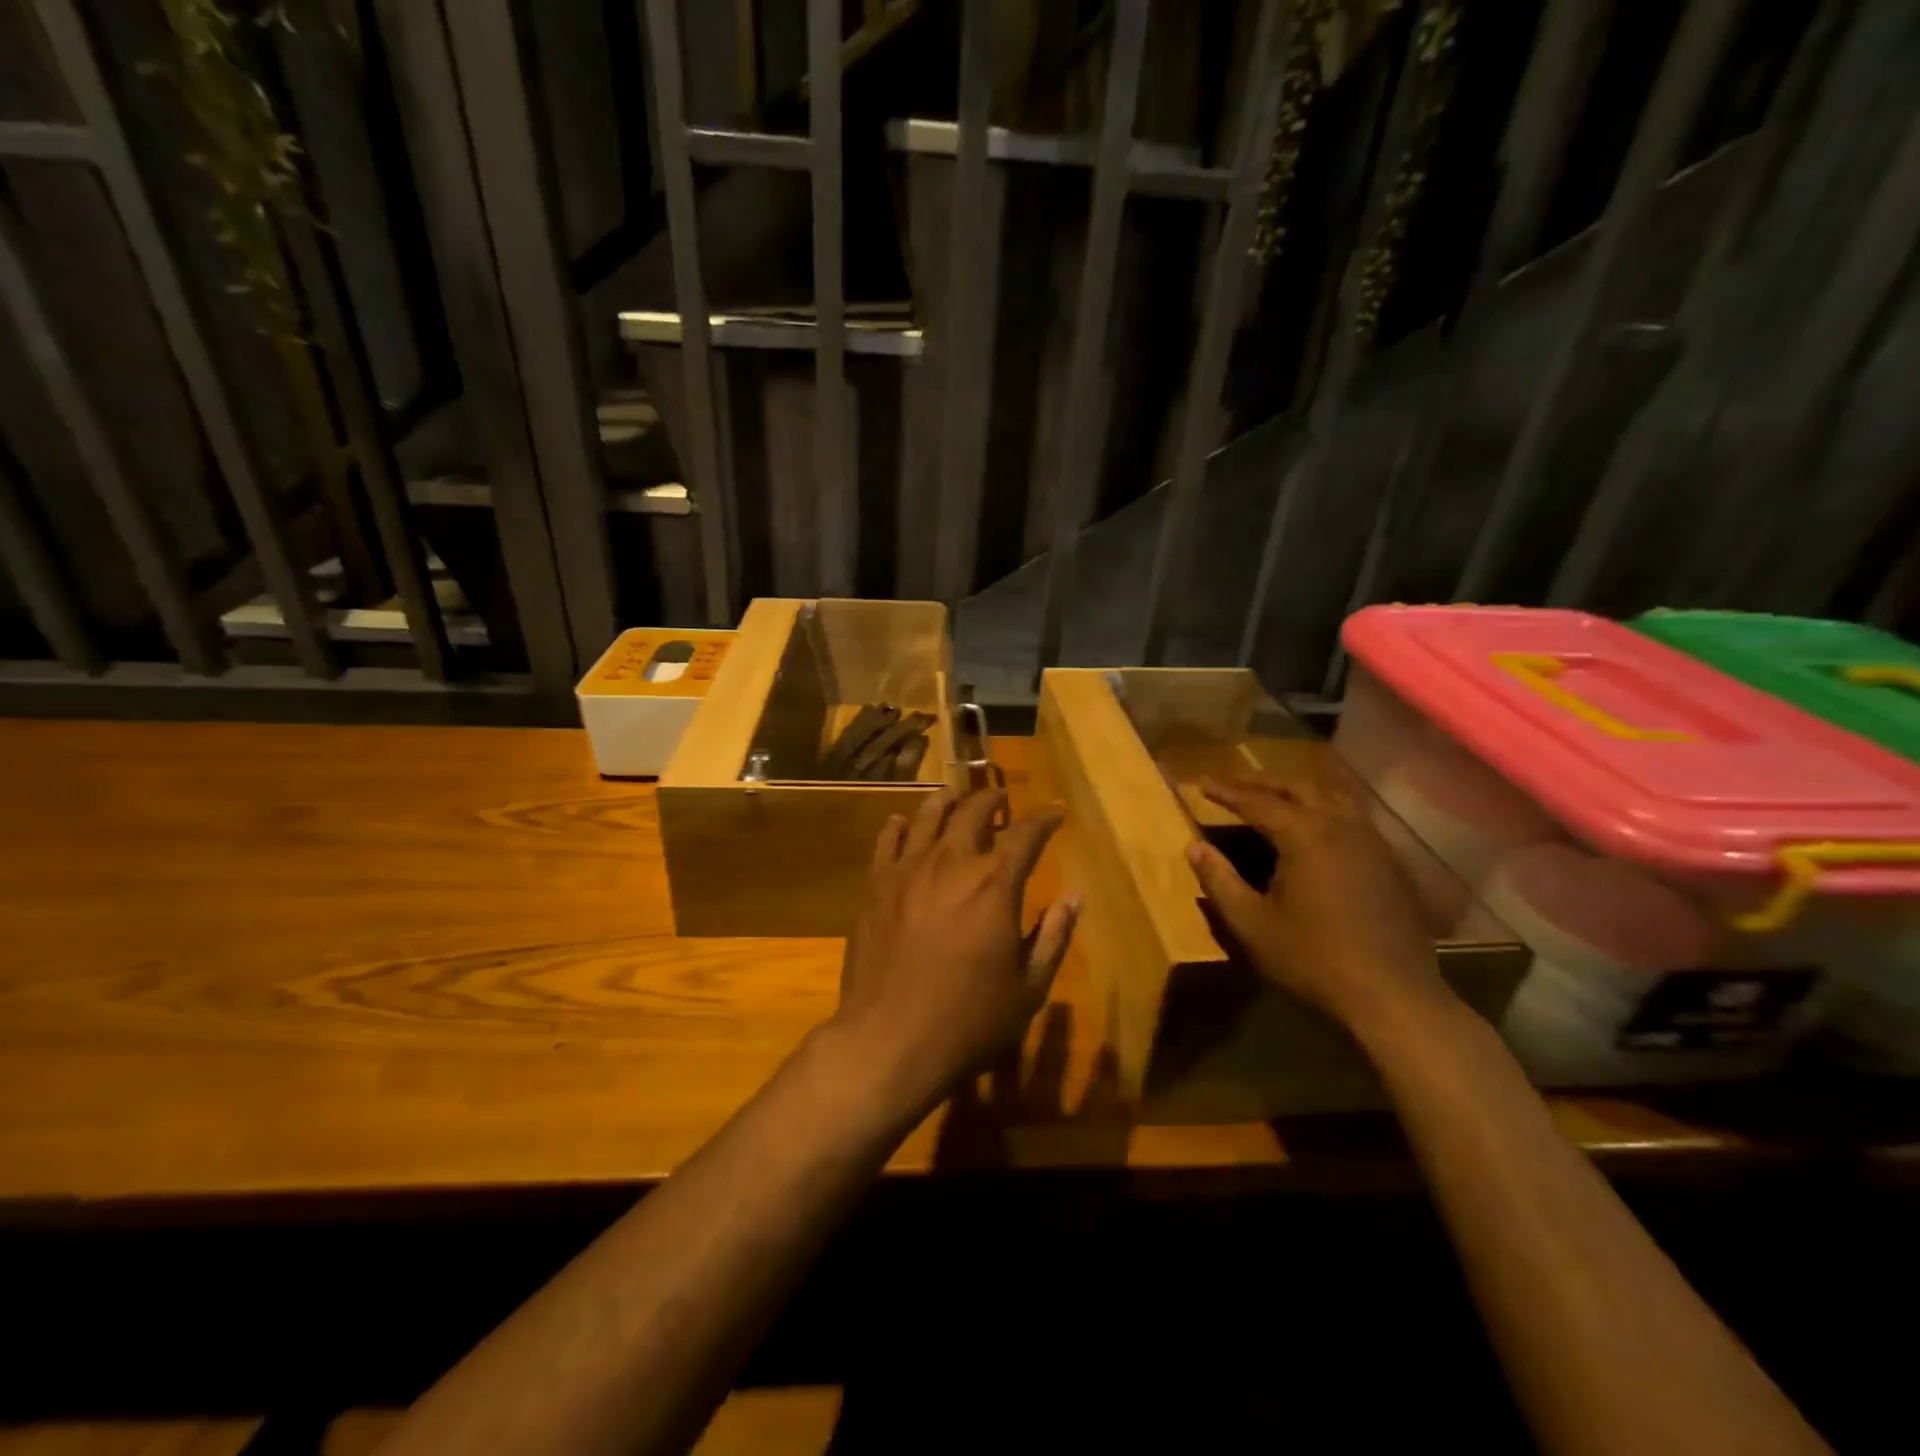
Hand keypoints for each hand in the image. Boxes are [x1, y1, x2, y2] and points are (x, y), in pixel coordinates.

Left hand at [832, 786, 1079, 1112]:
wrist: (889, 1041)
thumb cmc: (969, 1021)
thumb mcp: (1029, 988)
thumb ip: (1053, 936)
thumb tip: (1074, 897)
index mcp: (995, 884)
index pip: (1025, 834)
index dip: (1044, 819)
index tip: (1054, 811)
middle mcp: (952, 863)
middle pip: (973, 812)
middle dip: (992, 799)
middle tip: (1001, 796)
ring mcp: (908, 870)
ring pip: (928, 816)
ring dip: (947, 801)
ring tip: (955, 796)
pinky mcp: (875, 886)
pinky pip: (887, 841)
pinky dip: (898, 825)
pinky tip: (902, 822)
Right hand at [1184, 767, 1452, 1035]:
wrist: (1393, 997)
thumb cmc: (1313, 959)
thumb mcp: (1252, 924)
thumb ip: (1220, 881)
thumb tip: (1194, 848)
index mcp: (1305, 836)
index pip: (1257, 802)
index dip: (1226, 792)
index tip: (1201, 783)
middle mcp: (1341, 827)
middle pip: (1299, 788)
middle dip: (1262, 782)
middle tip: (1234, 783)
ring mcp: (1372, 843)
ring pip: (1334, 796)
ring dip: (1300, 789)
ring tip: (1277, 793)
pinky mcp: (1391, 864)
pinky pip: (1356, 817)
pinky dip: (1329, 808)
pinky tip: (1321, 826)